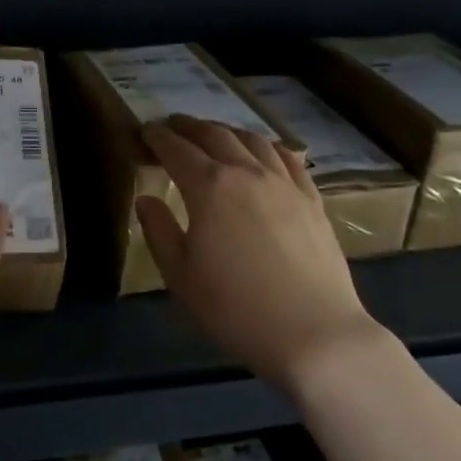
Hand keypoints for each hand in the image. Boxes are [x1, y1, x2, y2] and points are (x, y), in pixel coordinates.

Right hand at [137, 115, 381, 393]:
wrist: (314, 334)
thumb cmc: (237, 308)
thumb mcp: (181, 276)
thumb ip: (159, 231)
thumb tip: (146, 199)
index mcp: (209, 187)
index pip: (177, 149)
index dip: (158, 137)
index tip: (145, 131)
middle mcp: (246, 172)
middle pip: (214, 135)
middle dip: (189, 126)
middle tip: (173, 126)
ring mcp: (284, 183)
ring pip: (252, 140)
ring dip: (226, 130)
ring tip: (214, 134)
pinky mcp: (312, 199)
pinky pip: (288, 158)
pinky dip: (267, 146)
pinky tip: (263, 151)